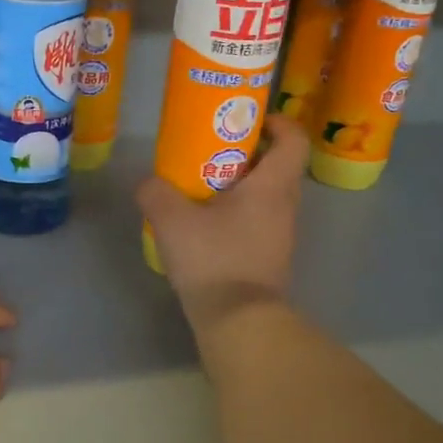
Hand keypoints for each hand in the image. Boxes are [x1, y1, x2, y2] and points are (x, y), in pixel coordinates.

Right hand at [137, 112, 307, 332]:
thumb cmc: (213, 260)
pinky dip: (236, 214)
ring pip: (267, 196)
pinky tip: (204, 225)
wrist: (238, 322)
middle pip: (278, 166)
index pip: (294, 140)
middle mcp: (285, 207)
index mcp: (272, 187)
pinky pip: (258, 222)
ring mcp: (280, 235)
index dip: (277, 122)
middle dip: (248, 153)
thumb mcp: (171, 220)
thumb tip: (148, 183)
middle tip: (212, 151)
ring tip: (201, 188)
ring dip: (240, 186)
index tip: (249, 119)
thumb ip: (155, 193)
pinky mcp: (269, 258)